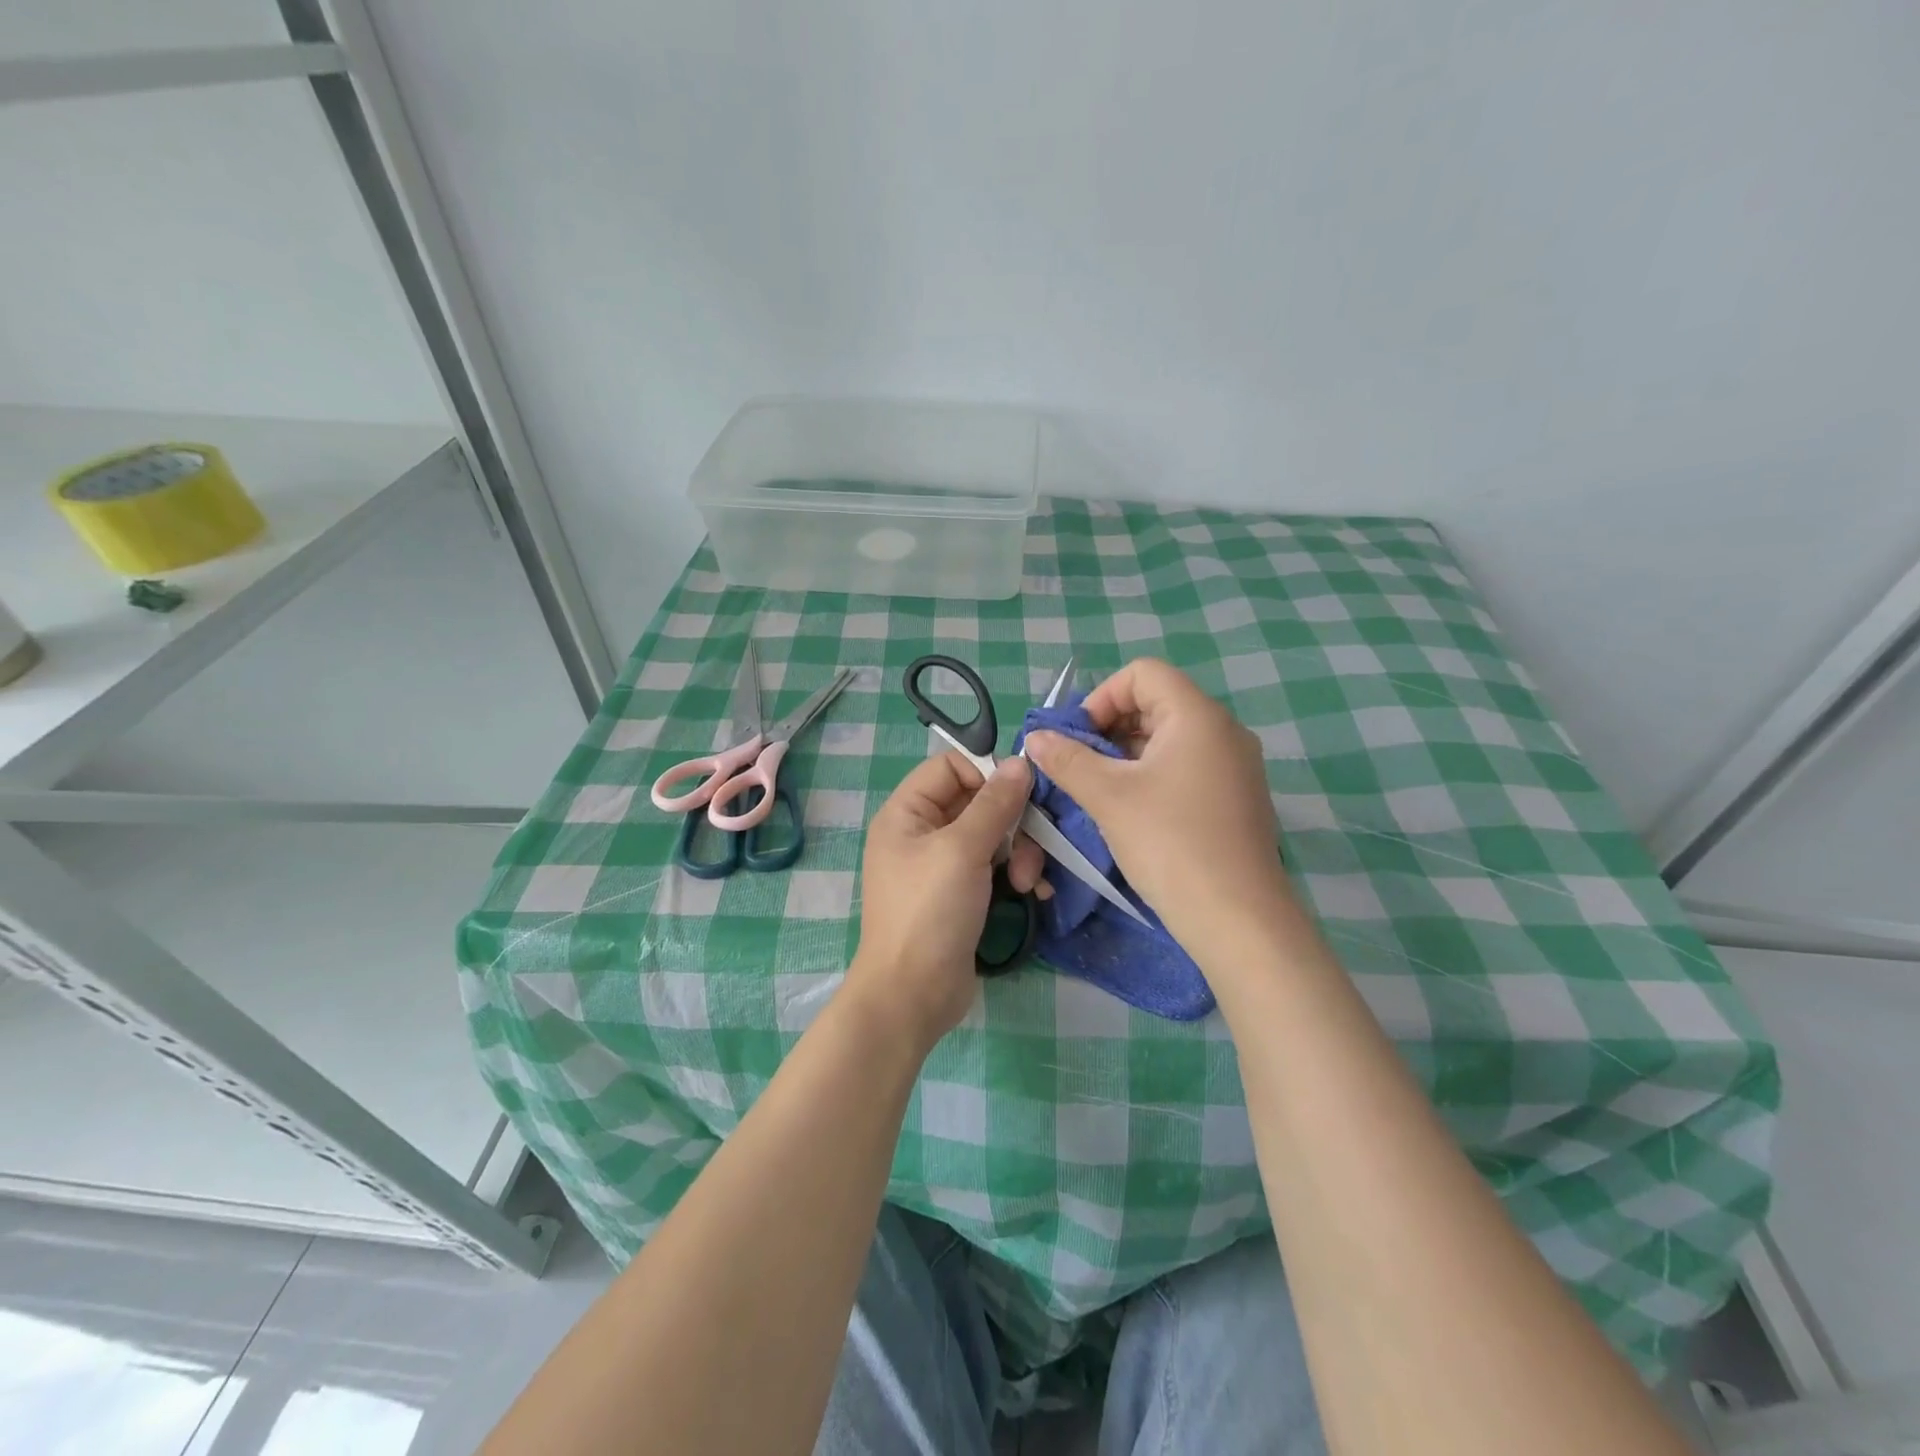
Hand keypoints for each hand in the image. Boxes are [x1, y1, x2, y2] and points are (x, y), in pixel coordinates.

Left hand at [844, 753, 1042, 1049]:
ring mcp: (942, 865)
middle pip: (978, 801)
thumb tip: (1021, 762)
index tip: (1022, 792)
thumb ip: (995, 804)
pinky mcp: (962, 894)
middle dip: (1012, 822)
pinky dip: (1015, 874)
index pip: (951, 766)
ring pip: (992, 835)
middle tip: (1032, 846)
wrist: (913, 996)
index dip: (987, 773)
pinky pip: (994, 867)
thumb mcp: (963, 850)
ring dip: (1019, 852)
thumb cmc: (930, 912)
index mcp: (907, 812)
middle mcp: (922, 832)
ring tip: (1028, 882)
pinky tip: (1035, 894)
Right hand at [1025, 659, 1291, 949]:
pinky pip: (1187, 766)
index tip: (1079, 739)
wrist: (1237, 918)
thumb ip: (1067, 759)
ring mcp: (1235, 766)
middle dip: (1109, 728)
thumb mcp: (1108, 797)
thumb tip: (1035, 738)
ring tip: (1099, 791)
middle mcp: (1223, 731)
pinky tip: (1132, 811)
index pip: (1143, 673)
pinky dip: (1153, 775)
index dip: (1102, 697)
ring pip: (1169, 738)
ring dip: (1126, 754)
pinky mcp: (1236, 798)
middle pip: (1156, 702)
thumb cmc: (1170, 843)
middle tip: (1080, 766)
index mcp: (1197, 716)